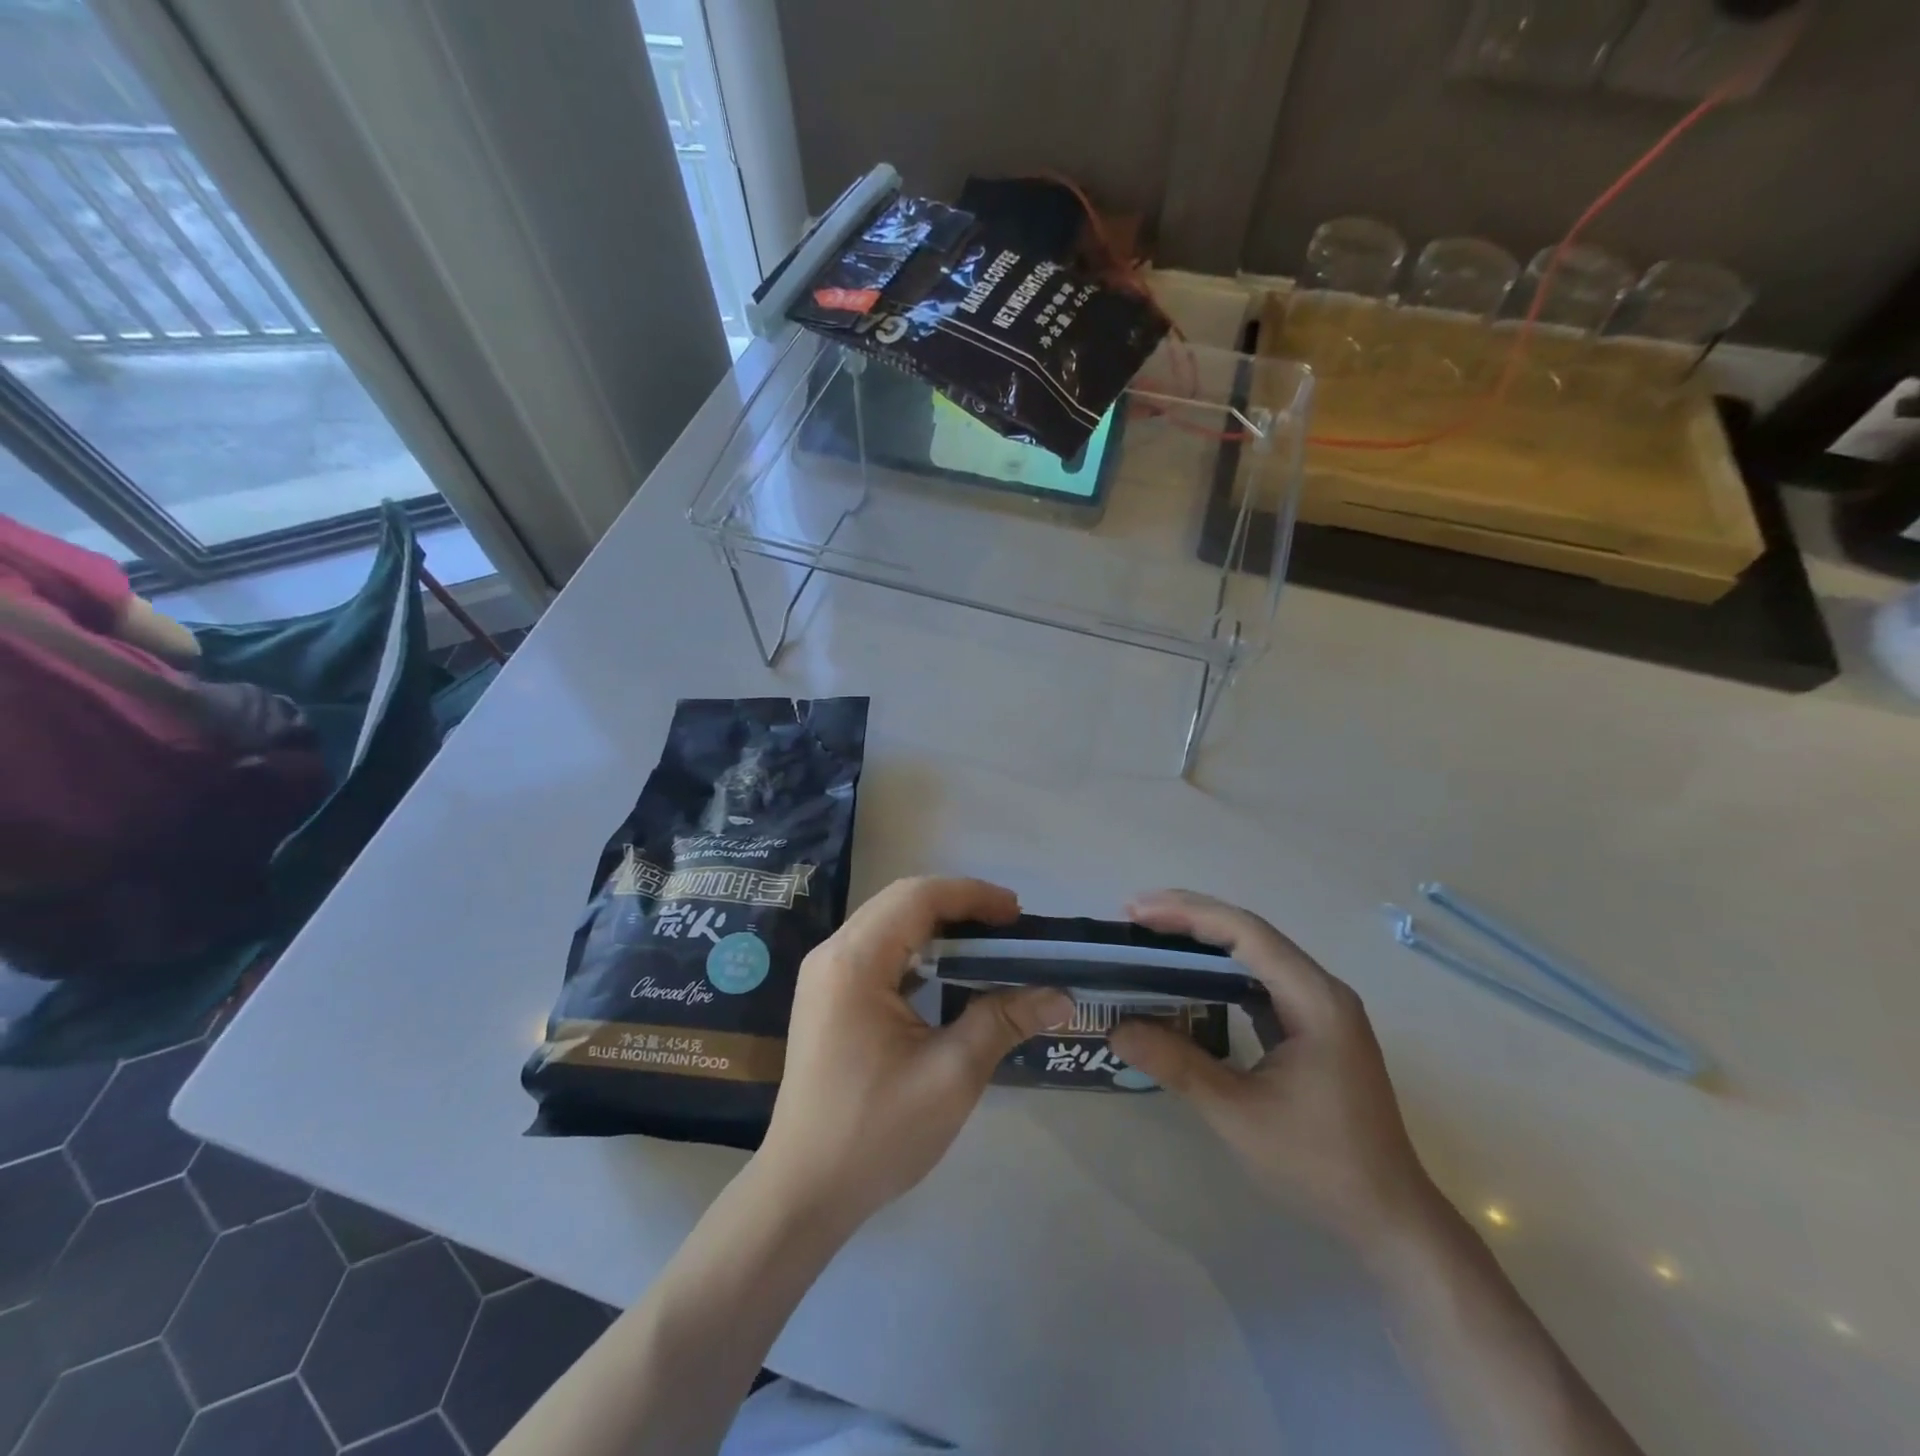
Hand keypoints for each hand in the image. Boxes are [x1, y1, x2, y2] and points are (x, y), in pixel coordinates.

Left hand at [755, 876, 1071, 1234]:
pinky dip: (918, 950)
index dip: (972, 895)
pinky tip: (948, 975)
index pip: (918, 897)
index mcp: (855, 962)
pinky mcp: (827, 996)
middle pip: (901, 901)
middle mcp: (832, 954)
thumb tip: (1060, 995)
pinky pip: (877, 950)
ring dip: (938, 926)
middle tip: (1010, 930)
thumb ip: (1004, 1021)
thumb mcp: (951, 1076)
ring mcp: (824, 974)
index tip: (1018, 915)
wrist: (803, 1191)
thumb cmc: (876, 1133)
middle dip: (959, 906)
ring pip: (888, 923)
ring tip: (987, 947)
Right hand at [1109, 890, 1435, 1247]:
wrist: (1389, 1219)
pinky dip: (1219, 971)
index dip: (1187, 914)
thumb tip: (1116, 1029)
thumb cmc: (1319, 1164)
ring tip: (1152, 936)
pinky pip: (1259, 980)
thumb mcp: (1238, 1114)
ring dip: (1204, 940)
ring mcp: (1319, 1007)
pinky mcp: (1311, 1027)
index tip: (1136, 912)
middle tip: (1134, 915)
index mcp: (1314, 999)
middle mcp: (1320, 989)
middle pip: (1250, 932)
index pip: (1245, 932)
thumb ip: (1177, 1064)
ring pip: (1254, 954)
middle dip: (1190, 918)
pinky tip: (1188, 978)